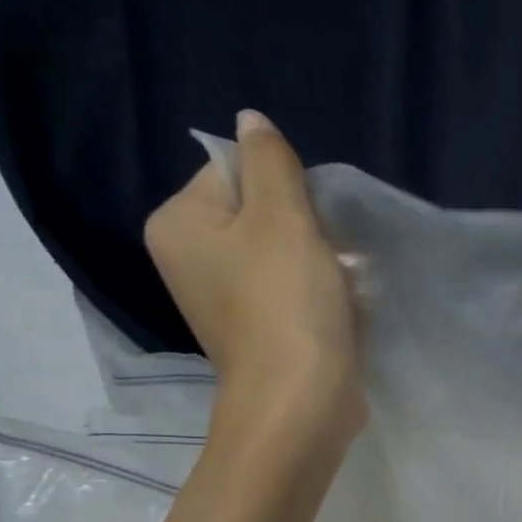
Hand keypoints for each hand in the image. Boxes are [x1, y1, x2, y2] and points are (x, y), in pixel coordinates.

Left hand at [144, 110, 361, 436]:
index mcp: (180, 223)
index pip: (235, 171)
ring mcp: (225, 298)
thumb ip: (269, 162)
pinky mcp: (259, 328)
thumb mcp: (282, 217)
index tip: (310, 222)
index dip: (284, 187)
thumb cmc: (286, 302)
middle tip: (331, 256)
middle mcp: (191, 257)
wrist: (300, 401)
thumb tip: (251, 120)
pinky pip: (292, 288)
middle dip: (308, 227)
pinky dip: (319, 292)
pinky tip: (341, 309)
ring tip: (342, 286)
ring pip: (284, 252)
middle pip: (261, 212)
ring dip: (322, 260)